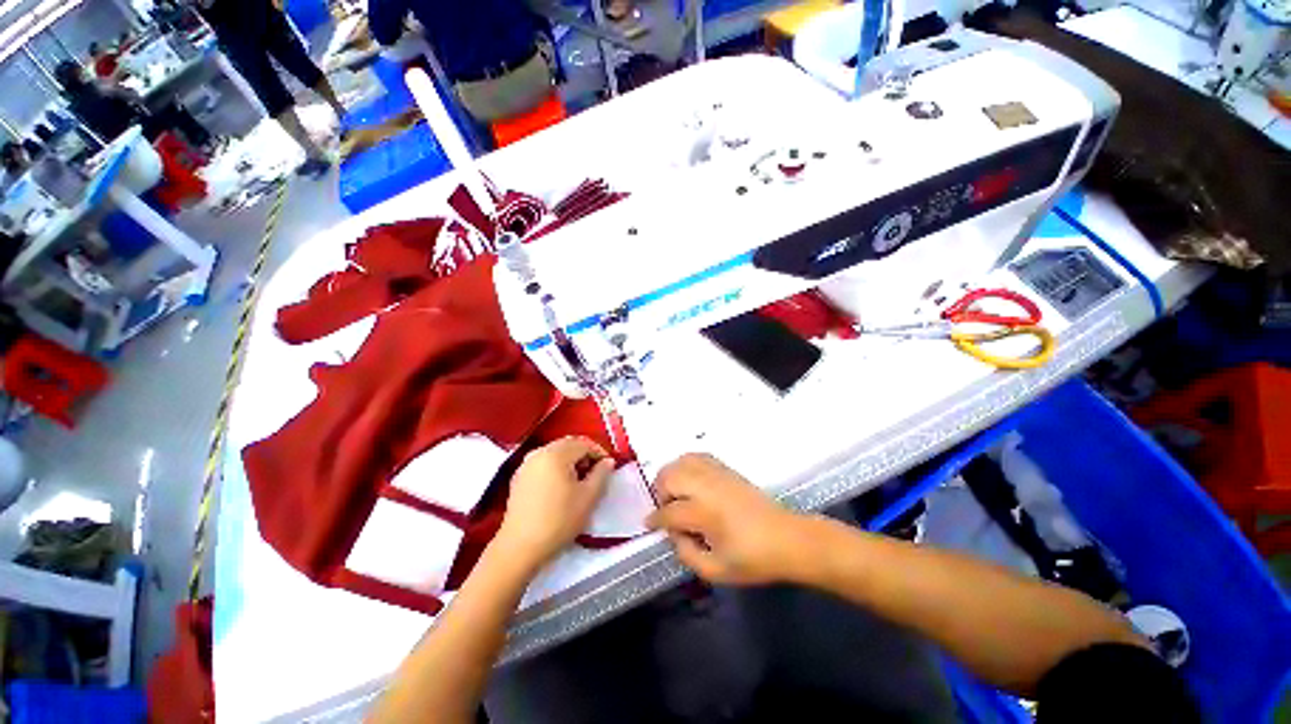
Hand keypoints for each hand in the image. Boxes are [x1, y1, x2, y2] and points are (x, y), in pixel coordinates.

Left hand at [494, 437, 613, 569]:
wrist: (520, 548)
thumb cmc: (559, 520)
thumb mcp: (588, 497)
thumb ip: (601, 474)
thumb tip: (608, 461)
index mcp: (556, 453)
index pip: (584, 443)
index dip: (599, 453)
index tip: (608, 468)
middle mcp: (539, 452)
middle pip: (568, 444)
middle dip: (584, 455)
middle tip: (596, 473)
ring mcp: (526, 464)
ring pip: (555, 453)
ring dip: (570, 461)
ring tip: (580, 481)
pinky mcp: (518, 478)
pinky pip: (543, 463)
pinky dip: (556, 468)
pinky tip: (561, 487)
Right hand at [646, 454, 805, 584]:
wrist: (788, 539)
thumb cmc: (753, 559)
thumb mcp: (716, 571)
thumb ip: (686, 554)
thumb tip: (673, 534)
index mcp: (705, 513)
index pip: (669, 511)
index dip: (656, 519)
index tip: (649, 524)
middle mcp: (708, 487)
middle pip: (671, 476)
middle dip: (660, 491)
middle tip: (664, 508)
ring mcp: (718, 474)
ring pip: (683, 461)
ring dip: (672, 475)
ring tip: (675, 493)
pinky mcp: (727, 469)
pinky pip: (699, 457)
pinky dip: (687, 464)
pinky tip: (690, 481)